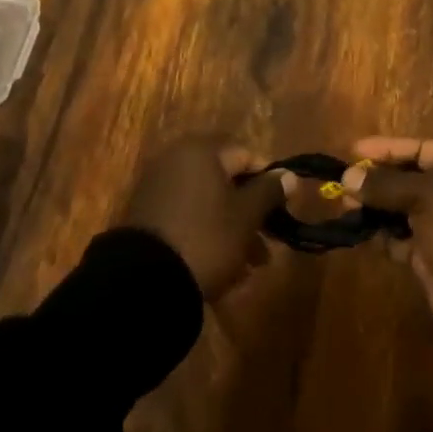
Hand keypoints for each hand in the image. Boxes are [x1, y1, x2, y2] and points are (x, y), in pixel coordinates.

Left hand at [123, 139, 292, 299]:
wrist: (143, 280)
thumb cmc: (206, 238)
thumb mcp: (246, 216)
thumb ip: (269, 191)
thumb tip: (289, 174)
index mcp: (201, 150)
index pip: (246, 155)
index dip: (269, 182)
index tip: (282, 212)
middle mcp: (176, 159)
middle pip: (226, 181)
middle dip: (249, 214)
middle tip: (267, 247)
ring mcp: (158, 187)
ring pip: (207, 204)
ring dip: (231, 231)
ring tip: (248, 269)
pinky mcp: (146, 215)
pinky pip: (186, 218)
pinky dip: (205, 236)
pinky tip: (220, 271)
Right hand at [341, 137, 432, 307]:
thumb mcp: (424, 194)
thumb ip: (384, 184)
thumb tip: (347, 177)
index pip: (420, 148)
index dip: (386, 149)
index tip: (353, 151)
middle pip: (410, 178)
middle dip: (377, 182)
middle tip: (345, 186)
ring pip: (405, 209)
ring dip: (377, 209)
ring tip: (348, 209)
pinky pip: (405, 238)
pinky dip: (386, 236)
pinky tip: (364, 234)